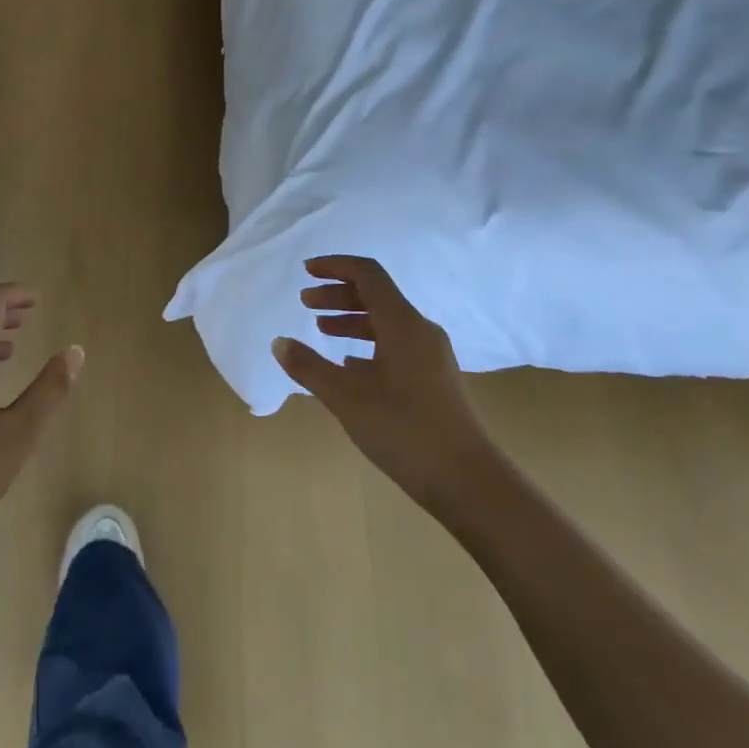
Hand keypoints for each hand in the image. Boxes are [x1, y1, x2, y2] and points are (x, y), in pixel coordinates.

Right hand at [273, 256, 489, 514]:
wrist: (469, 481)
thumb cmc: (405, 431)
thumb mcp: (347, 399)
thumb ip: (309, 367)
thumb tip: (279, 342)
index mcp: (402, 324)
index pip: (368, 274)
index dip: (335, 266)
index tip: (306, 271)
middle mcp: (420, 330)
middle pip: (376, 296)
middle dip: (337, 295)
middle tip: (304, 303)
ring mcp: (431, 355)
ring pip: (386, 322)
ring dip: (351, 319)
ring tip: (321, 330)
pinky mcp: (434, 378)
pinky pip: (396, 345)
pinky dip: (367, 344)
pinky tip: (349, 365)